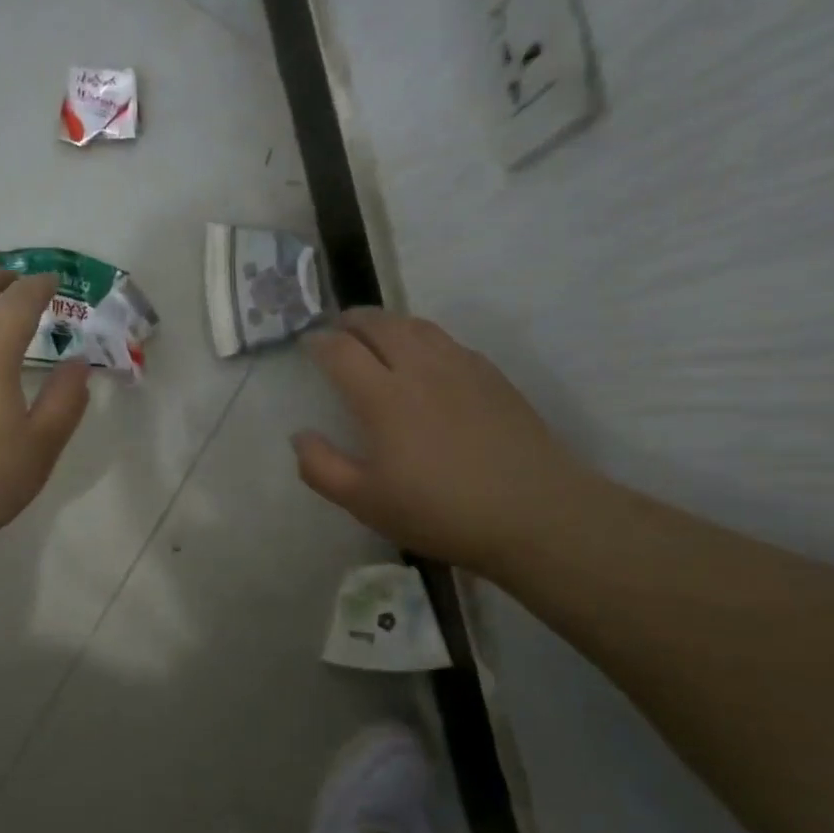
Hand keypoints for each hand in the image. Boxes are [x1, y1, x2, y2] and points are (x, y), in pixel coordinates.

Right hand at [292, 308, 588, 573]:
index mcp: (383, 396)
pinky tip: (425, 357)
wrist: (533, 512)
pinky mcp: (491, 375)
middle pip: (379, 324)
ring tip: (376, 334)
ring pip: (416, 326)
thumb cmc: (439, 511)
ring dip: (388, 323)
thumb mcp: (365, 502)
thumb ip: (321, 467)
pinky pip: (447, 340)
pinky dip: (422, 336)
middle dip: (352, 321)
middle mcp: (419, 368)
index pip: (341, 351)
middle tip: (338, 329)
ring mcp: (460, 367)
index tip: (308, 345)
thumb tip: (300, 436)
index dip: (318, 343)